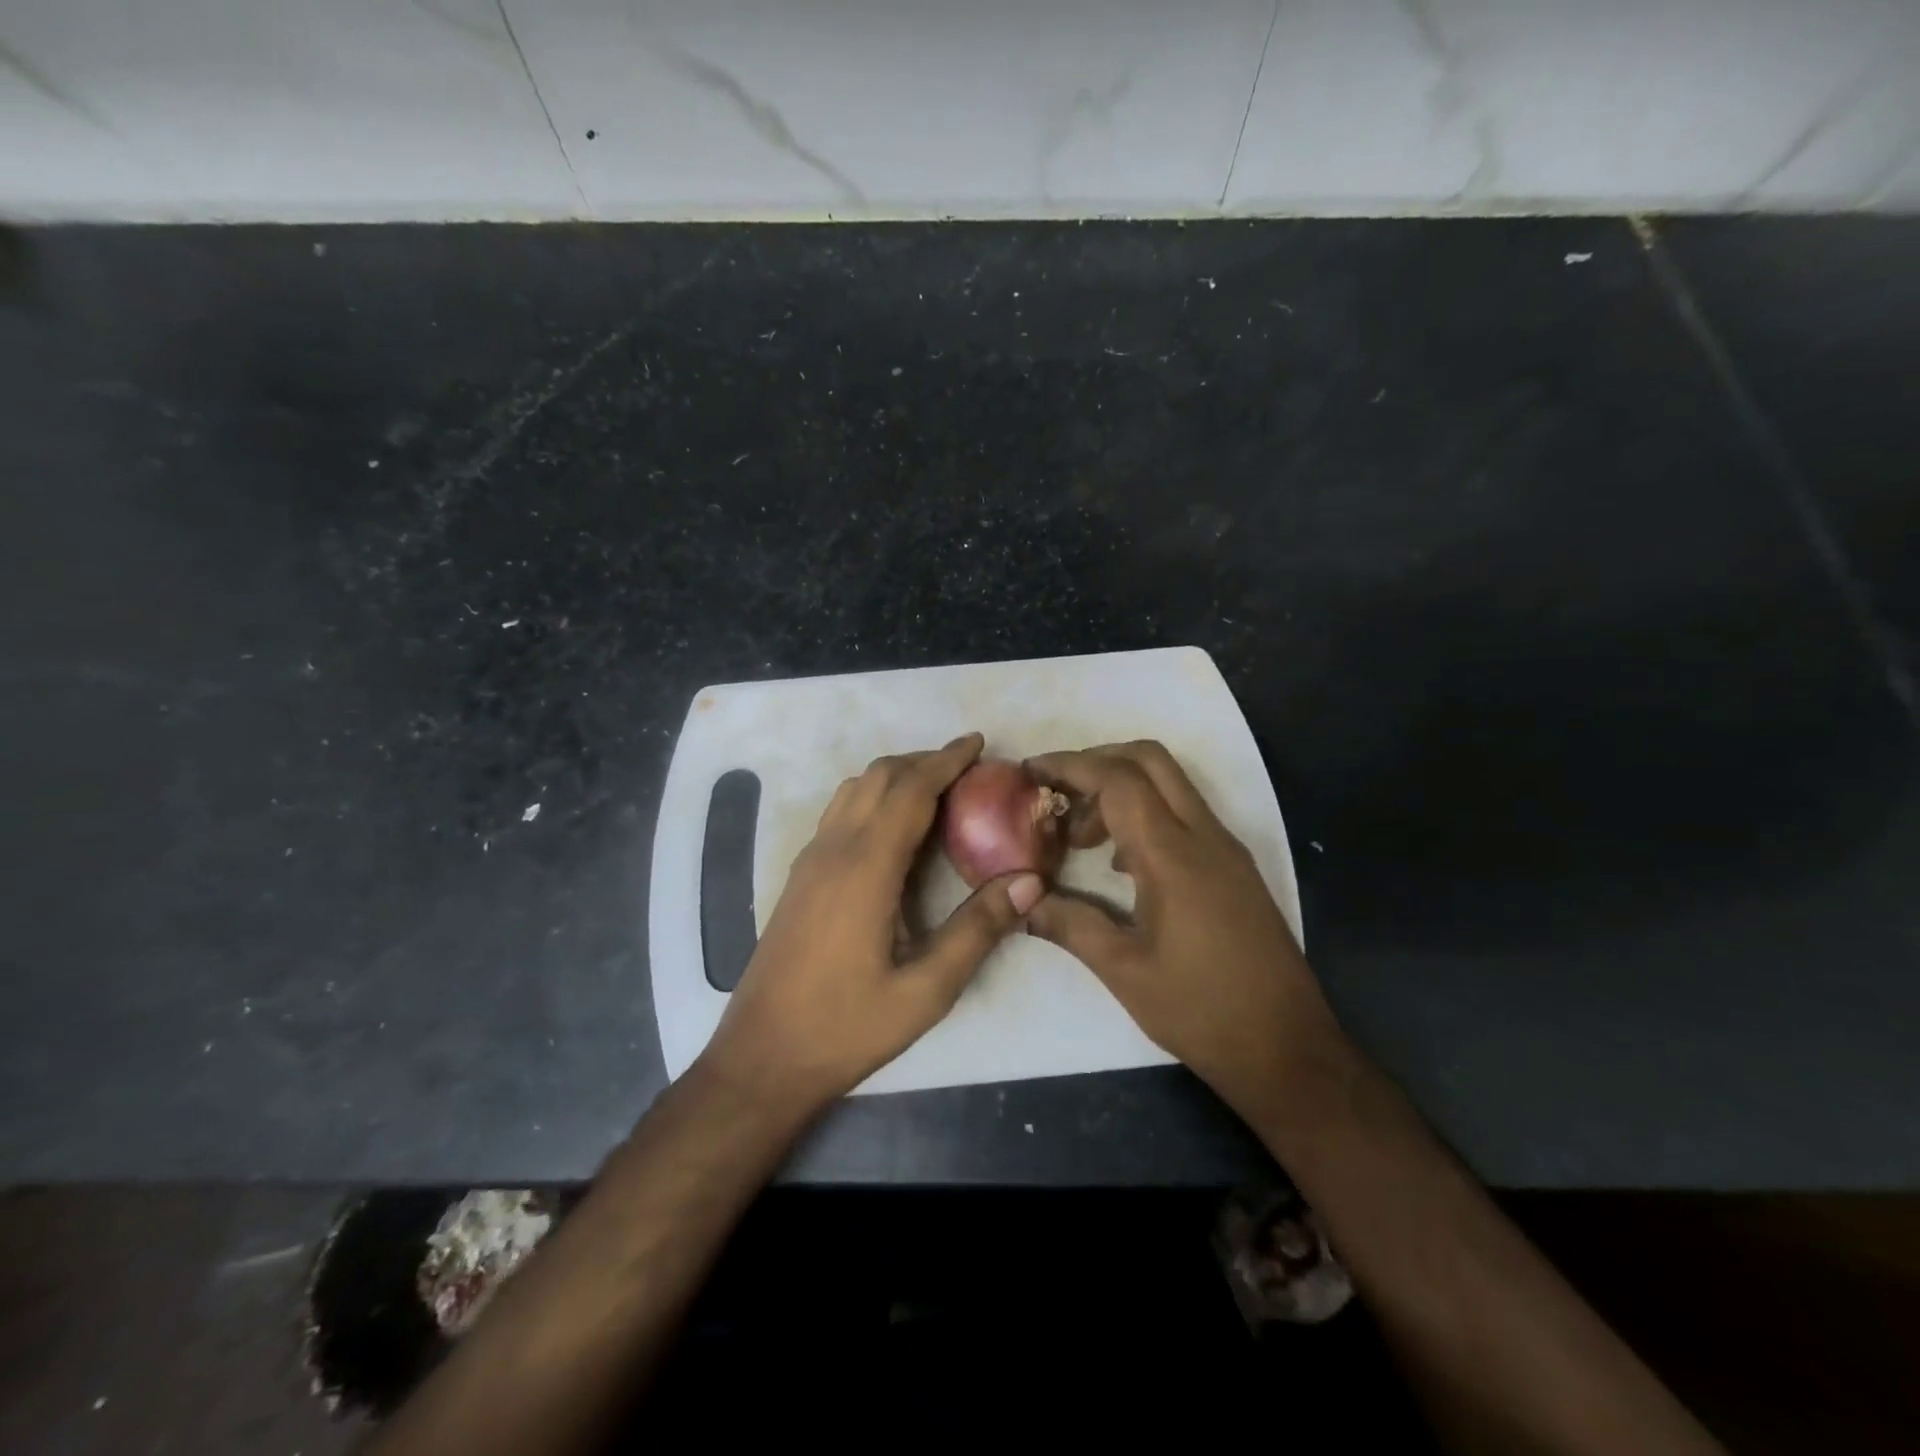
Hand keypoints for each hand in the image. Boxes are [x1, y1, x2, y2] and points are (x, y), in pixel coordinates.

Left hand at [699, 732, 1044, 1109]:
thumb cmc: (847, 1027)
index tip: (979, 743)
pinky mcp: (799, 878)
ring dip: (895, 776)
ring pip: (853, 791)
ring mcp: (809, 861)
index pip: (910, 790)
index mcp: (865, 868)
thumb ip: (978, 929)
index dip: (946, 760)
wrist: (761, 1058)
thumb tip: (1030, 880)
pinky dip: (872, 797)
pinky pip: (839, 813)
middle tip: (967, 767)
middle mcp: (833, 850)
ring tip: (935, 789)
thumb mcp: (926, 990)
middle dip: (924, 760)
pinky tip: (892, 828)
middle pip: (879, 777)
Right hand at [1024, 741, 1337, 1118]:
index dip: (1071, 766)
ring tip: (1080, 835)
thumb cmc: (1201, 1010)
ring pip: (1170, 784)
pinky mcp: (1234, 867)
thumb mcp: (1123, 971)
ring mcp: (1225, 849)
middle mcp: (1205, 836)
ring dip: (1121, 788)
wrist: (1288, 1047)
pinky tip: (1118, 862)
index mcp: (1174, 856)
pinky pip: (1184, 814)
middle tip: (1057, 791)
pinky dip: (1145, 813)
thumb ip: (1070, 925)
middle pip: (1150, 760)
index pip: (1119, 780)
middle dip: (1097, 760)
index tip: (1031, 771)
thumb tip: (1024, 901)